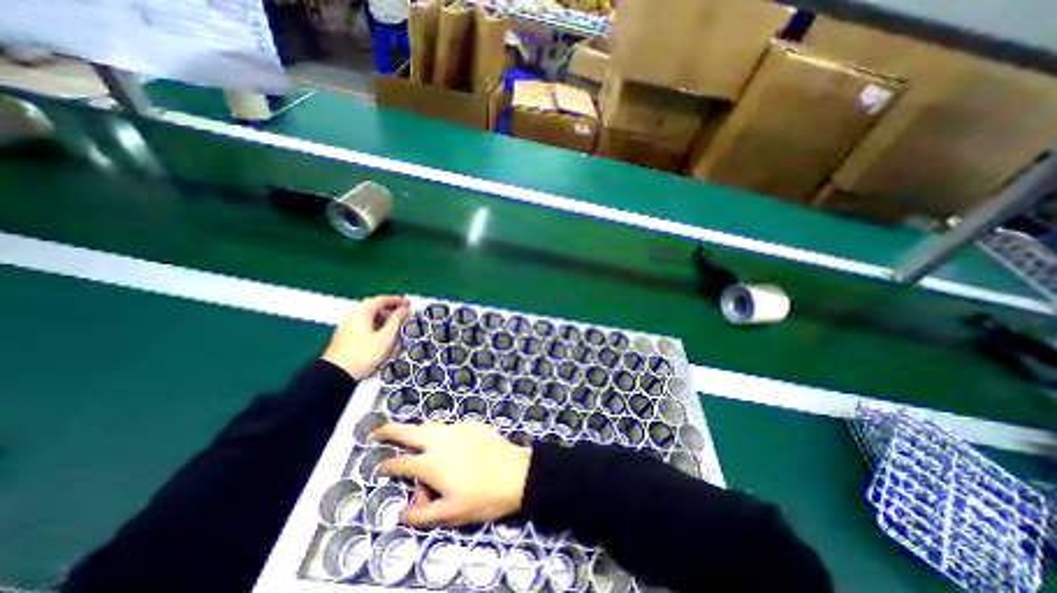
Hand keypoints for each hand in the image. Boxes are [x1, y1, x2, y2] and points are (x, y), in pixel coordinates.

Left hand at [322, 294, 408, 379]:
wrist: (336, 374)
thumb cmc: (364, 353)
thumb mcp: (386, 337)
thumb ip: (396, 320)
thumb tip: (404, 309)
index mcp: (362, 311)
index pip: (382, 299)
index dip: (397, 300)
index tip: (409, 302)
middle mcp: (353, 314)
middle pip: (373, 305)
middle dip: (389, 307)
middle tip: (403, 312)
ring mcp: (347, 325)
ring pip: (368, 314)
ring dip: (383, 315)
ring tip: (395, 323)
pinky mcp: (345, 335)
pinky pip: (363, 322)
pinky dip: (375, 323)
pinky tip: (382, 332)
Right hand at [373, 420, 537, 525]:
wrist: (515, 474)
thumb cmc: (482, 497)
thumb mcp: (450, 514)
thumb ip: (422, 515)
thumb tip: (402, 514)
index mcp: (432, 463)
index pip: (401, 462)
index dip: (386, 465)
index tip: (379, 467)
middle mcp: (441, 441)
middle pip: (410, 431)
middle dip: (391, 430)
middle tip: (378, 431)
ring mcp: (458, 429)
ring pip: (431, 424)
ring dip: (418, 429)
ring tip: (413, 435)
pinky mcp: (472, 424)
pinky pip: (452, 426)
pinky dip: (443, 432)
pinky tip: (449, 442)